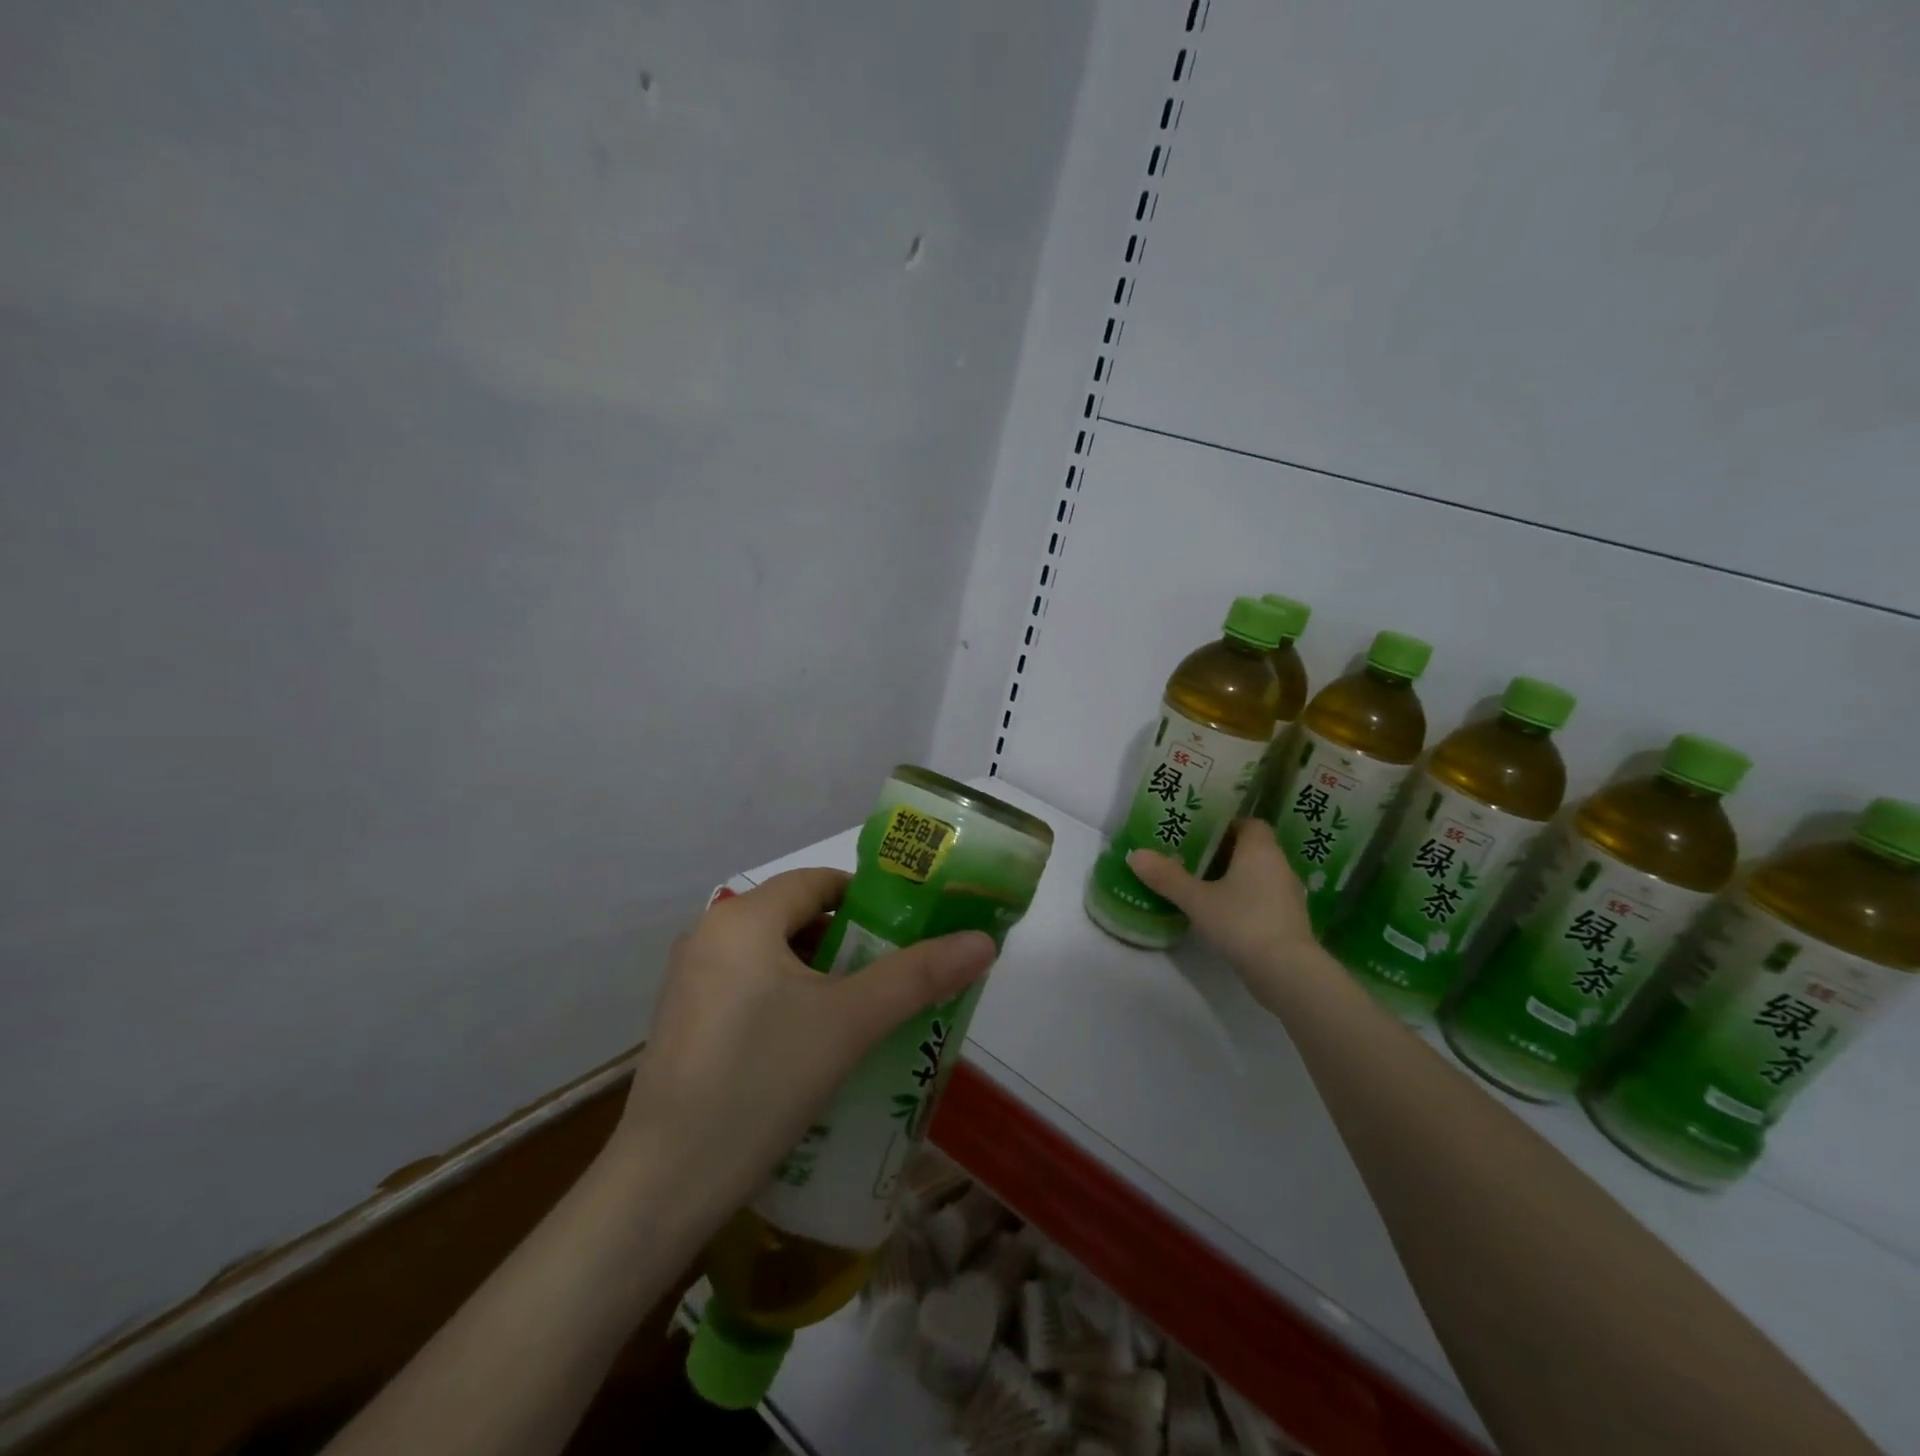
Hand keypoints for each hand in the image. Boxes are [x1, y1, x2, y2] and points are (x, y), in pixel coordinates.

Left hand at [610, 868, 996, 1222]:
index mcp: (742, 918)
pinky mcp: (684, 1021)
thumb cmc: (763, 1081)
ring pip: (774, 957)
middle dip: (850, 943)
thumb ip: (918, 976)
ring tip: (865, 1012)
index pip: (818, 882)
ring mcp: (689, 980)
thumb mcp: (850, 1022)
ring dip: (821, 975)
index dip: (869, 900)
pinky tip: (815, 1044)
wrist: (666, 1185)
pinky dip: (789, 1000)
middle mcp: (708, 935)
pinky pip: (750, 988)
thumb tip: (984, 941)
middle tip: (895, 976)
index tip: (909, 932)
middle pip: (797, 918)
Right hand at [1126, 821, 1320, 1009]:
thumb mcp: (1197, 899)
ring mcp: (1288, 895)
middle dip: (1223, 852)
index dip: (1225, 825)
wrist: (1287, 972)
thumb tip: (1135, 854)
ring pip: (1258, 875)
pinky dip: (1244, 899)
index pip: (1249, 823)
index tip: (1199, 834)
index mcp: (1261, 850)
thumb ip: (1167, 877)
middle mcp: (1279, 866)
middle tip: (1190, 857)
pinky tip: (1221, 913)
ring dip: (1234, 877)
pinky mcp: (1289, 921)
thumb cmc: (1242, 922)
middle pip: (1251, 848)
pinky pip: (1263, 898)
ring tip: (1201, 885)